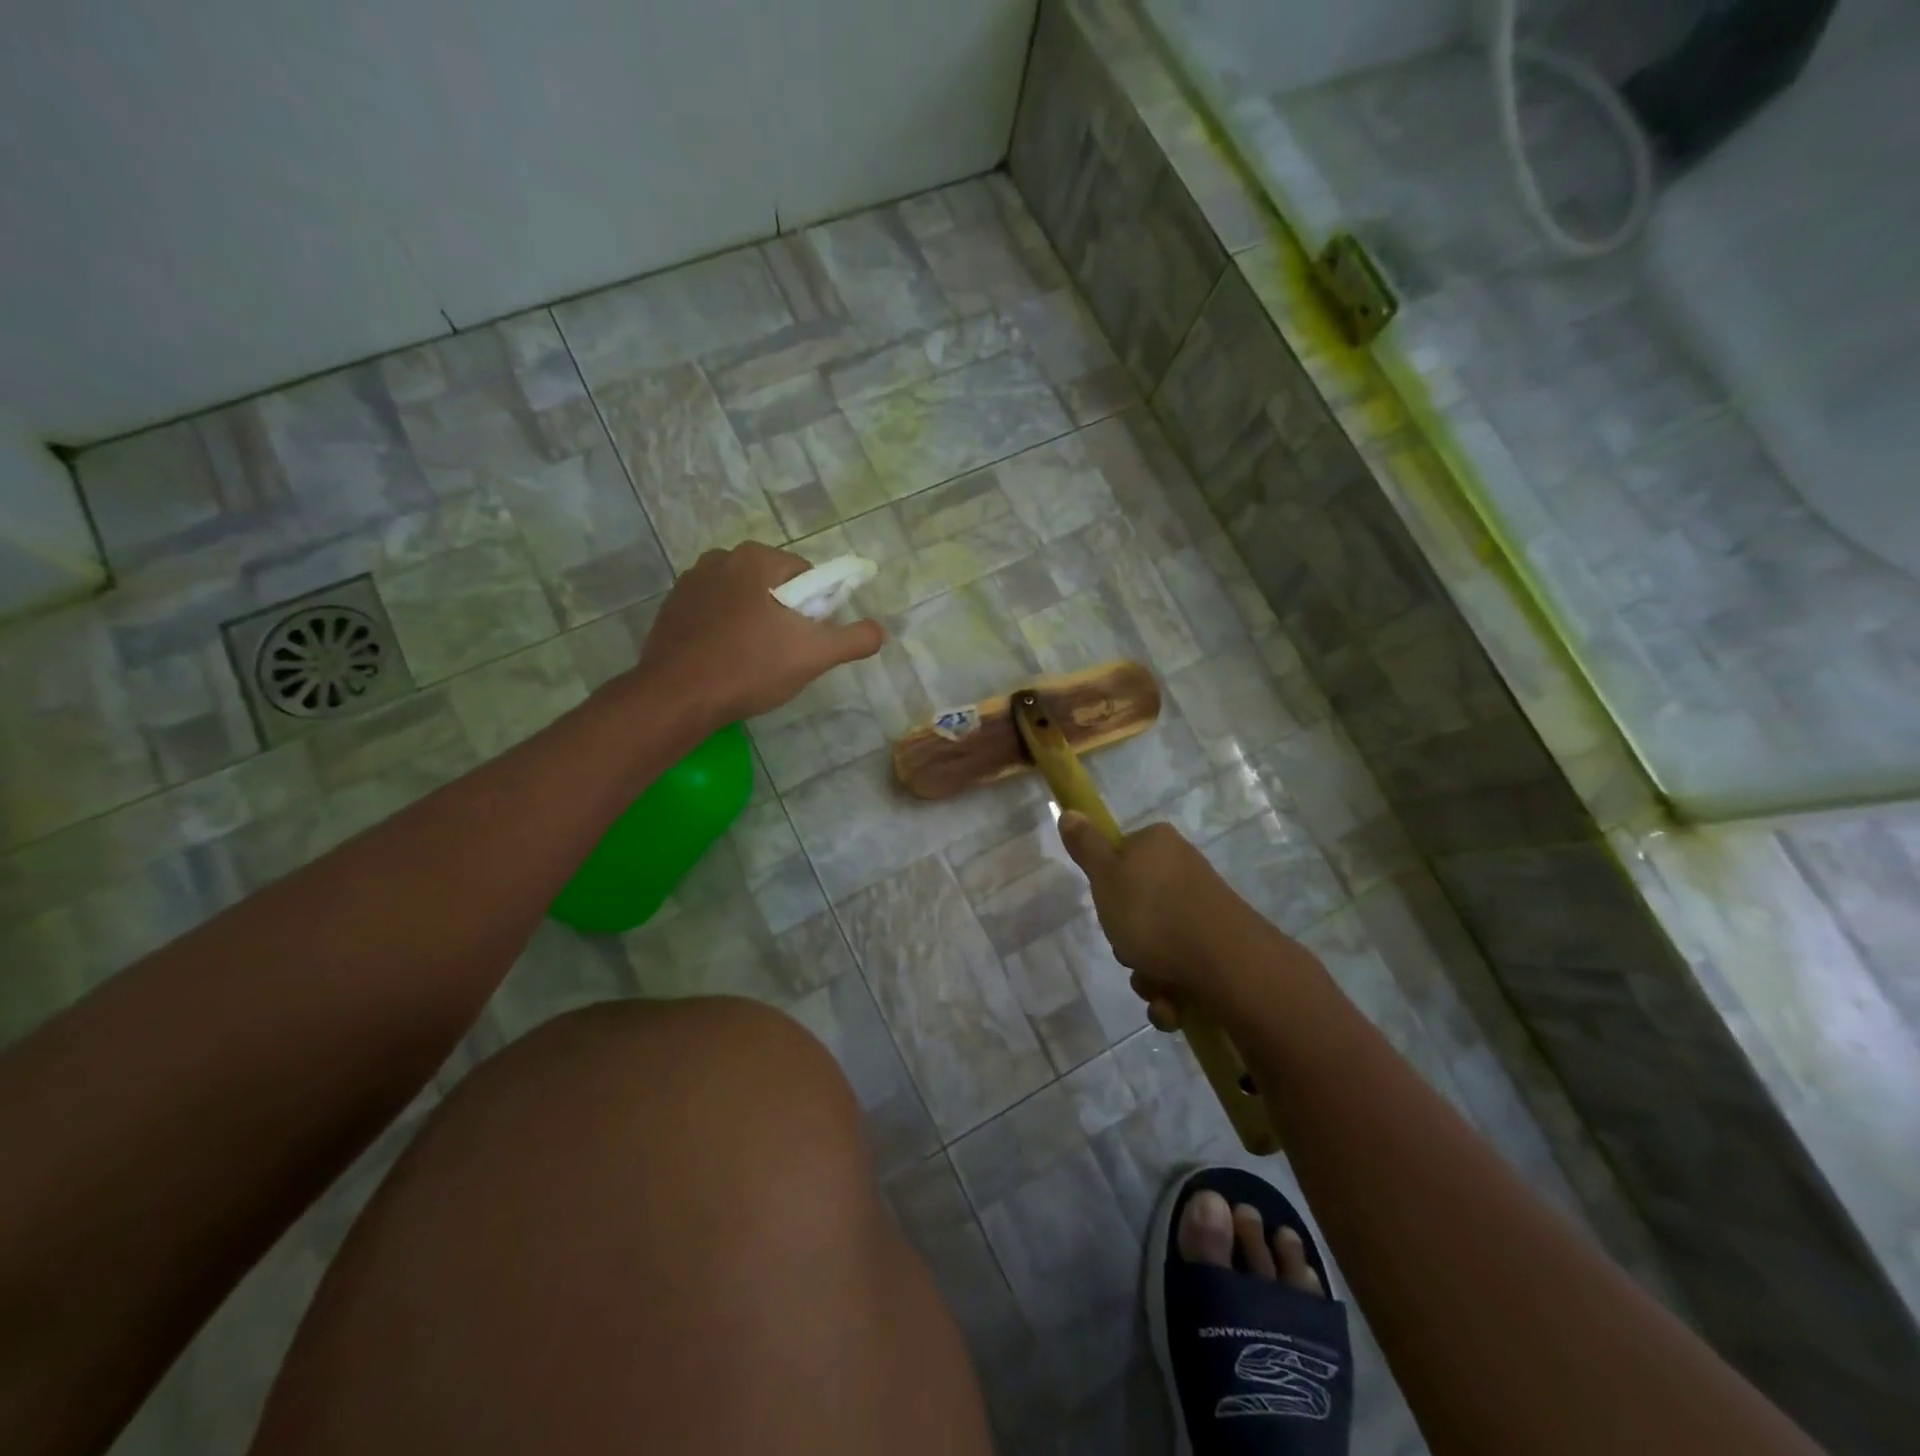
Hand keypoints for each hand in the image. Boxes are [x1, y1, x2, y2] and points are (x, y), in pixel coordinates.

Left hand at [636, 542, 884, 723]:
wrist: (677, 697)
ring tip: (753, 661)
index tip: (808, 639)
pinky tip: (725, 661)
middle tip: (784, 654)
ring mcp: (689, 582)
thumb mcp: (814, 655)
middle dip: (783, 614)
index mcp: (755, 558)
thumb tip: (879, 631)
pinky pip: (713, 613)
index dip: (814, 608)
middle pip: (772, 585)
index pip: (804, 574)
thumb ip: (853, 639)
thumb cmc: (750, 667)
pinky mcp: (671, 609)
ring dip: (754, 622)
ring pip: (741, 599)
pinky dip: (724, 631)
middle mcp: (719, 558)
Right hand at [1057, 813, 1266, 1026]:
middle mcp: (1183, 870)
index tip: (1106, 904)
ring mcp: (1203, 909)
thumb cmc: (1154, 912)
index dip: (1107, 884)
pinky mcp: (1218, 946)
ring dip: (1146, 973)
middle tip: (1128, 948)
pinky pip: (1180, 969)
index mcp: (1158, 844)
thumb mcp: (1105, 876)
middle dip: (1126, 940)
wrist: (1228, 964)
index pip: (1121, 855)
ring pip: (1155, 943)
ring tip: (1154, 985)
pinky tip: (1173, 1003)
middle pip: (1136, 906)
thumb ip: (1086, 846)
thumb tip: (1070, 812)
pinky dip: (1171, 991)